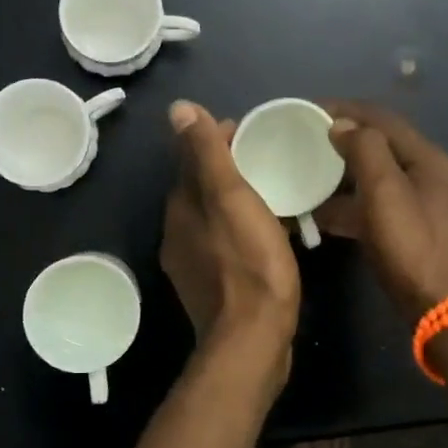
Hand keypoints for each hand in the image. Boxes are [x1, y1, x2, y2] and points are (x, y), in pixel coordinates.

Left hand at [159, 100, 300, 368]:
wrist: (251, 340)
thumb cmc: (249, 263)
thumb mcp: (231, 198)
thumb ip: (206, 153)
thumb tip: (178, 108)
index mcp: (180, 206)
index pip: (192, 158)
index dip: (217, 138)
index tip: (250, 131)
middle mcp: (177, 232)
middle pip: (200, 187)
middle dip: (226, 167)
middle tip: (265, 157)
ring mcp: (192, 263)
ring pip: (212, 216)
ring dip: (233, 198)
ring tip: (270, 191)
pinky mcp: (210, 287)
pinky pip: (223, 243)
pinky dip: (238, 228)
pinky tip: (264, 233)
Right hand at [317, 101, 447, 324]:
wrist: (446, 311)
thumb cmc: (413, 247)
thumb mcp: (385, 193)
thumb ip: (365, 151)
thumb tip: (342, 124)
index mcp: (428, 159)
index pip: (382, 118)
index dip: (345, 109)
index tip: (308, 110)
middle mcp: (431, 175)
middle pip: (382, 146)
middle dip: (343, 141)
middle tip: (306, 143)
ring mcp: (426, 205)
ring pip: (378, 178)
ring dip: (344, 175)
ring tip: (308, 178)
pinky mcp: (418, 231)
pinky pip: (379, 206)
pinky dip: (353, 204)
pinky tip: (325, 217)